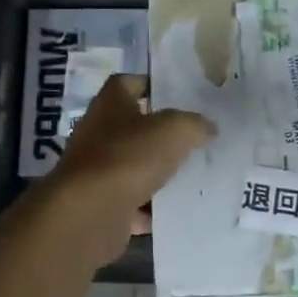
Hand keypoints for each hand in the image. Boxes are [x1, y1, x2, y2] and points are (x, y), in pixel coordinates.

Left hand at [44, 75, 213, 264]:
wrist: (90, 213)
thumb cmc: (129, 158)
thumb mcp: (173, 131)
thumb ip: (194, 125)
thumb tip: (207, 127)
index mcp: (109, 105)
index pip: (126, 83)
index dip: (149, 85)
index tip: (176, 95)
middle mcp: (97, 134)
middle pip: (130, 127)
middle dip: (159, 134)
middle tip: (192, 138)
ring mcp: (96, 172)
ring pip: (132, 167)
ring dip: (156, 172)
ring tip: (190, 175)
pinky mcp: (100, 205)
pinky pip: (131, 204)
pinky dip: (150, 209)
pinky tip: (175, 211)